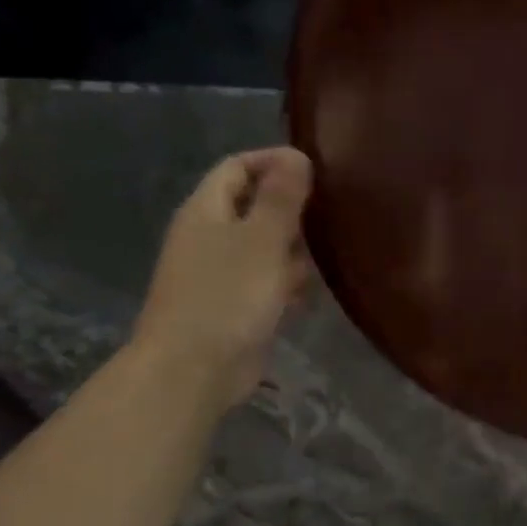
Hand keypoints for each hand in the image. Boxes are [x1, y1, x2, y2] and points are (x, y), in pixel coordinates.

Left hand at [133, 148, 313, 404]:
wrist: (193, 369)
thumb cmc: (228, 296)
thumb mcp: (262, 239)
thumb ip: (281, 197)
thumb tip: (296, 156)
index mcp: (206, 210)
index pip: (237, 166)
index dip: (274, 161)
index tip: (317, 170)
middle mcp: (208, 236)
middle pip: (252, 206)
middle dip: (291, 209)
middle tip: (333, 214)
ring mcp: (219, 274)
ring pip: (263, 247)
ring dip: (293, 249)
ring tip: (331, 254)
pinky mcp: (233, 307)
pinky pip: (264, 282)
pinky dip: (285, 283)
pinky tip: (308, 294)